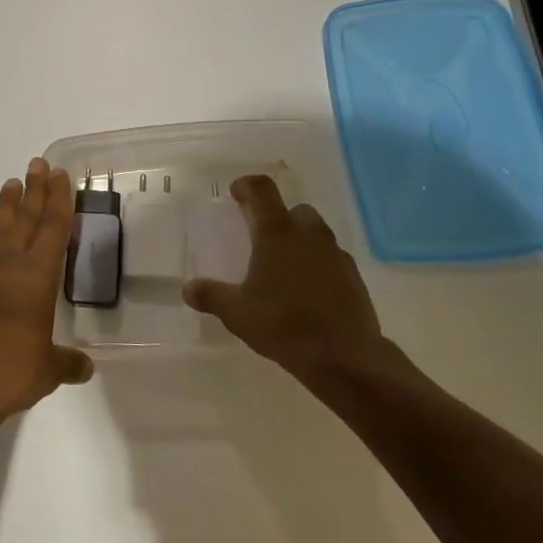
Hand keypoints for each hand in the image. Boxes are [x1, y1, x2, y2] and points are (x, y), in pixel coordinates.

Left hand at [0, 159, 93, 444]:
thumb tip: (84, 366)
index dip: (58, 199)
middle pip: (24, 218)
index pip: (52, 228)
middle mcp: (5, 265)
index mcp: (35, 277)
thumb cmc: (7, 374)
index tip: (59, 174)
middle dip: (33, 190)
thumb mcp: (46, 371)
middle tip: (37, 163)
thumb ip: (66, 362)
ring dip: (5, 207)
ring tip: (11, 186)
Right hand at [182, 175, 387, 388]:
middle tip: (261, 238)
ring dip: (300, 241)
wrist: (345, 356)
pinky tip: (308, 291)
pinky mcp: (354, 277)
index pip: (262, 189)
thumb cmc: (284, 324)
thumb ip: (212, 296)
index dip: (247, 186)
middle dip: (278, 218)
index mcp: (277, 232)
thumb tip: (188, 290)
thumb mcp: (238, 313)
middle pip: (294, 210)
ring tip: (284, 268)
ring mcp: (335, 254)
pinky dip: (319, 265)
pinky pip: (332, 259)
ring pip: (316, 234)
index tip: (236, 194)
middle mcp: (308, 234)